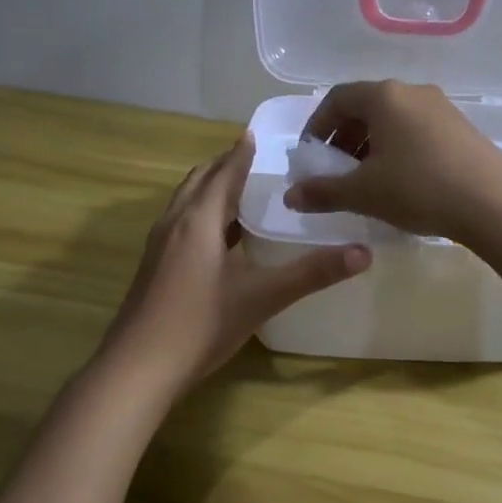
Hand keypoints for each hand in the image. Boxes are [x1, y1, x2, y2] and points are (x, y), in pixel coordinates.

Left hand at [99, 132, 369, 396]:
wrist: (138, 368)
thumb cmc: (200, 324)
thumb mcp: (262, 297)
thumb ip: (312, 273)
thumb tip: (363, 253)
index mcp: (198, 220)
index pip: (224, 172)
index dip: (241, 152)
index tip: (258, 133)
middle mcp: (174, 223)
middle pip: (200, 181)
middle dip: (225, 165)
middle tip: (255, 160)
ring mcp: (159, 246)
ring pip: (186, 202)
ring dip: (211, 189)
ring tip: (242, 191)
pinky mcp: (153, 267)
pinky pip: (181, 224)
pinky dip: (202, 215)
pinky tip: (220, 238)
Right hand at [285, 80, 501, 244]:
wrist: (495, 203)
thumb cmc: (419, 188)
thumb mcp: (364, 193)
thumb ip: (323, 191)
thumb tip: (290, 196)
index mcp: (384, 96)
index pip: (337, 99)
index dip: (317, 126)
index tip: (310, 156)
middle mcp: (412, 92)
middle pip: (366, 107)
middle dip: (344, 138)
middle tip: (335, 171)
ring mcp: (441, 108)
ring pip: (393, 120)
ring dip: (371, 145)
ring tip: (366, 180)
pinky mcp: (461, 128)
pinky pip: (416, 131)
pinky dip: (397, 149)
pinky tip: (401, 182)